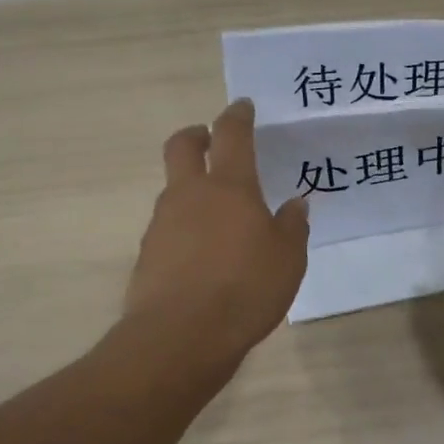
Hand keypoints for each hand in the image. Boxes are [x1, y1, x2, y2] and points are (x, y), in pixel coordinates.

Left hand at [124, 99, 309, 364]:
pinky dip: (185, 229)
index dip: (237, 116)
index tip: (242, 107)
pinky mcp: (148, 254)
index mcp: (230, 187)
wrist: (181, 336)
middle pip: (182, 146)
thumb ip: (292, 226)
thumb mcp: (288, 259)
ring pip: (173, 189)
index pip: (231, 135)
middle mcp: (189, 195)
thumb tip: (295, 203)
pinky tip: (203, 255)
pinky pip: (168, 228)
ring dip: (191, 188)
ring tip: (219, 215)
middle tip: (210, 139)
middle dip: (197, 135)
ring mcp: (162, 223)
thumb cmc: (245, 289)